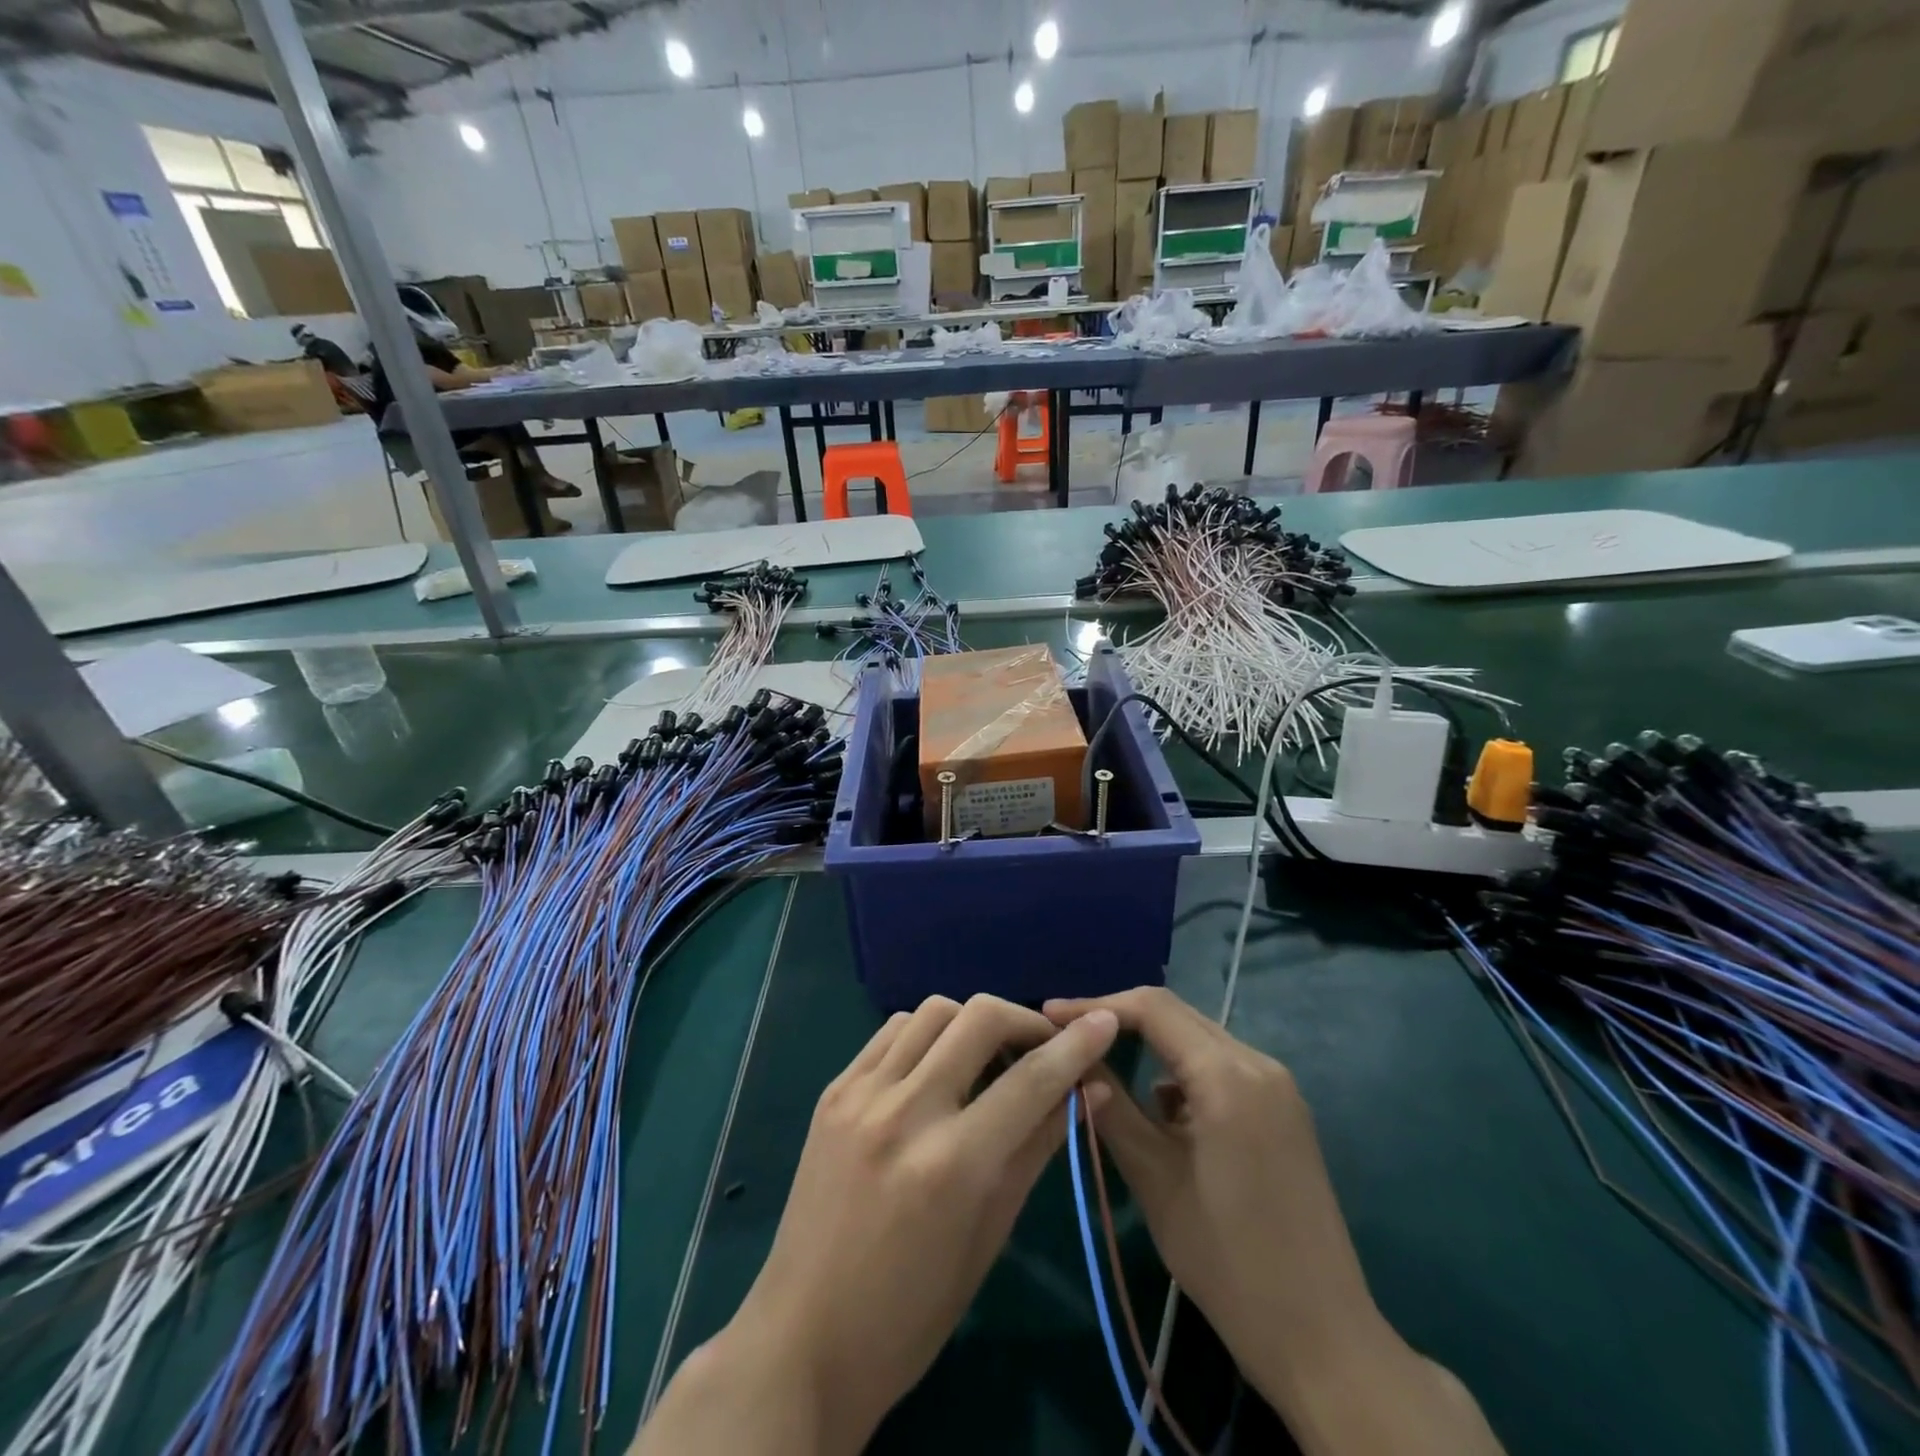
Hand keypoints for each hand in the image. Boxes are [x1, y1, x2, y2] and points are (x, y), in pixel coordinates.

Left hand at [636, 994, 1118, 1455]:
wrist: (804, 1338)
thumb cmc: (912, 1311)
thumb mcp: (989, 1236)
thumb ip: (1038, 1150)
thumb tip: (1089, 1092)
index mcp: (952, 1164)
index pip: (1031, 1080)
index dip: (1076, 1046)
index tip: (1105, 1021)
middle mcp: (905, 1112)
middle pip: (979, 1017)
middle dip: (1024, 1021)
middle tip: (1041, 1047)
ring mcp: (861, 1095)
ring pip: (933, 1011)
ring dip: (972, 1022)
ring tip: (986, 1057)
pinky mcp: (833, 1091)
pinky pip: (890, 1031)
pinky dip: (926, 1034)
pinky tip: (936, 1066)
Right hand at [1048, 990, 1502, 1455]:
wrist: (1322, 1338)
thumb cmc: (1228, 1260)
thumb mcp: (1154, 1179)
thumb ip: (1111, 1108)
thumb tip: (1076, 1061)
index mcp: (1228, 1076)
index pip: (1152, 1009)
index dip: (1096, 1006)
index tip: (1050, 1015)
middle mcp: (1258, 1064)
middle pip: (1177, 1015)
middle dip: (1119, 1019)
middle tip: (1068, 1035)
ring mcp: (1278, 1086)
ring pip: (1198, 1038)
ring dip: (1151, 1044)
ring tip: (1104, 1065)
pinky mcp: (1284, 1110)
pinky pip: (1221, 1066)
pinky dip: (1183, 1072)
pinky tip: (1160, 1109)